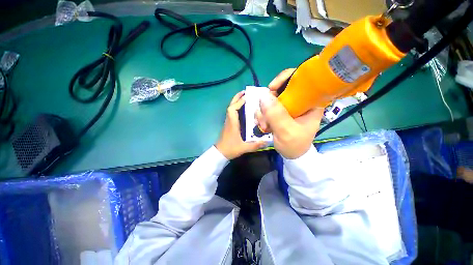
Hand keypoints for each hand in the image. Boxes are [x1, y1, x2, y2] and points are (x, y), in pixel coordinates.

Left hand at [216, 91, 265, 159]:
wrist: (220, 153)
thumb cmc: (230, 149)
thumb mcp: (244, 148)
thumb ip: (255, 145)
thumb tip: (267, 142)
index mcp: (232, 124)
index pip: (232, 109)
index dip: (238, 102)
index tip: (246, 97)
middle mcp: (229, 121)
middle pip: (230, 106)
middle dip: (236, 98)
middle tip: (244, 92)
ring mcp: (228, 123)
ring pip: (230, 109)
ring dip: (236, 102)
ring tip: (244, 98)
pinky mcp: (229, 125)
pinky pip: (232, 113)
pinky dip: (236, 108)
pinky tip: (242, 109)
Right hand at [256, 69, 323, 158]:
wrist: (292, 154)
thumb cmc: (295, 145)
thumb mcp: (287, 132)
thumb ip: (276, 115)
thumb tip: (264, 96)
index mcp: (311, 102)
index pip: (301, 78)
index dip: (285, 78)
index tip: (272, 88)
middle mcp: (300, 101)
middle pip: (281, 88)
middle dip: (269, 102)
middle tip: (265, 117)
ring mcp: (288, 106)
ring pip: (271, 99)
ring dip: (264, 112)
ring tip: (265, 126)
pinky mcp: (280, 111)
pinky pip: (267, 106)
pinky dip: (262, 115)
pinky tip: (264, 125)